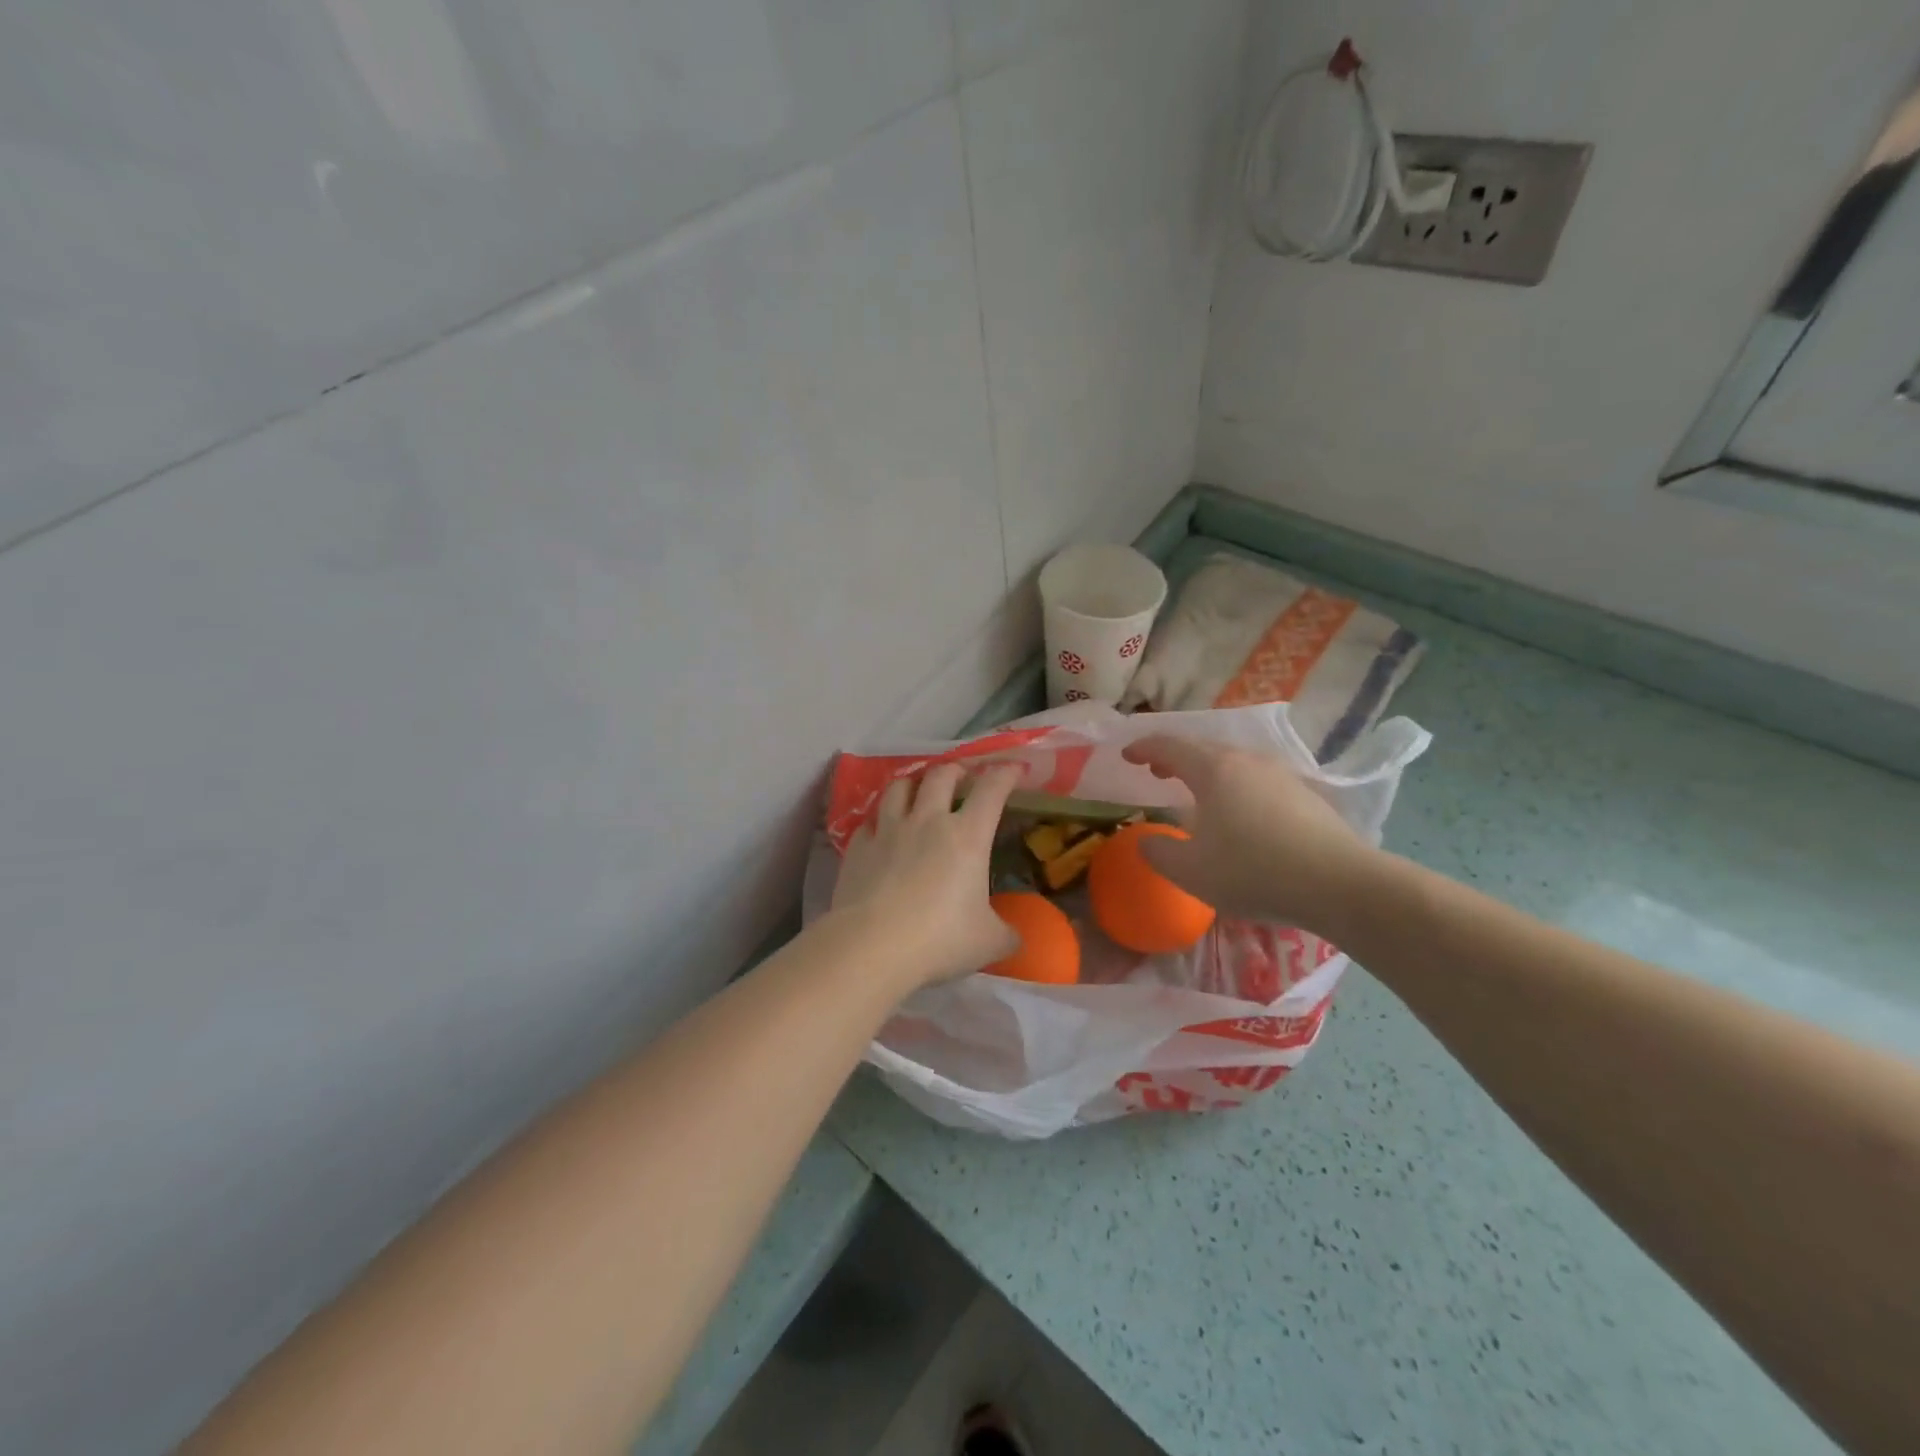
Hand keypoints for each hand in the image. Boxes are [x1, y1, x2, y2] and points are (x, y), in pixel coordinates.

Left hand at [830, 762, 1021, 991]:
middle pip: (941, 775)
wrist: (871, 947)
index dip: (1006, 774)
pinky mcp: (858, 847)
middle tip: (962, 777)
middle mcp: (927, 821)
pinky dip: (879, 822)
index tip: (1014, 769)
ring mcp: (888, 830)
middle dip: (956, 770)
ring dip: (913, 784)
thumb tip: (1014, 937)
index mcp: (967, 836)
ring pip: (899, 787)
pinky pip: (869, 822)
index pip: (991, 789)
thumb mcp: (988, 942)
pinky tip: (881, 832)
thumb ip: (1006, 934)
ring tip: (918, 792)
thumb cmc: (939, 939)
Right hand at [1120, 735, 1384, 937]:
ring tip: (1195, 792)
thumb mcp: (1191, 872)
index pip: (1169, 746)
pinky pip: (1257, 780)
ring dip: (1206, 772)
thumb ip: (1159, 853)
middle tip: (1156, 771)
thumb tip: (1146, 842)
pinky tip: (1238, 814)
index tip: (1126, 756)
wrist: (1340, 883)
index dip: (1143, 748)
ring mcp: (1280, 774)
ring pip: (1233, 762)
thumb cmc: (1253, 871)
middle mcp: (1246, 761)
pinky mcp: (1305, 794)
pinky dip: (1235, 786)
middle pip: (1202, 748)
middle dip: (1173, 757)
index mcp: (1213, 769)